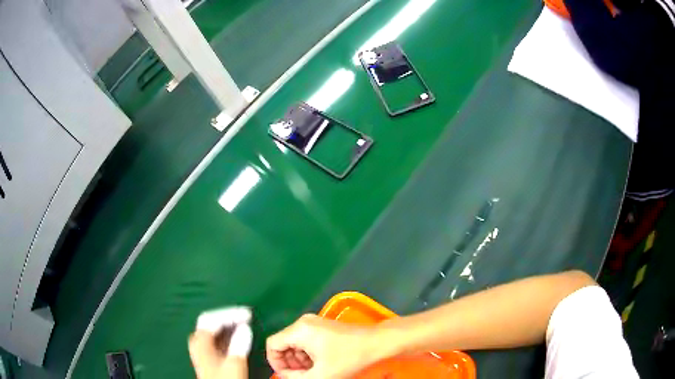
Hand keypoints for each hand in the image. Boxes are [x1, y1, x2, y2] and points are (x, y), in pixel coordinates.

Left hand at [189, 307, 252, 378]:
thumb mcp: (234, 363)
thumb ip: (239, 343)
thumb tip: (245, 327)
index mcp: (200, 340)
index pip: (213, 318)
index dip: (231, 314)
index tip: (248, 314)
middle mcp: (197, 340)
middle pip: (211, 321)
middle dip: (229, 317)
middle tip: (247, 316)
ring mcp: (201, 347)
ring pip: (214, 329)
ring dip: (229, 324)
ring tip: (245, 323)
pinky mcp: (207, 353)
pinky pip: (216, 337)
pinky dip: (228, 333)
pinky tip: (238, 335)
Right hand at [266, 314, 383, 378]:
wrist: (376, 343)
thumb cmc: (348, 358)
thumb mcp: (320, 374)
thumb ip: (296, 378)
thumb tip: (285, 376)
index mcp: (299, 330)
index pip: (272, 344)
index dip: (275, 362)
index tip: (286, 375)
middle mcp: (303, 322)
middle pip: (283, 343)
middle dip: (289, 362)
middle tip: (300, 376)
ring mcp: (314, 322)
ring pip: (295, 343)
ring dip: (299, 359)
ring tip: (311, 371)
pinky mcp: (323, 326)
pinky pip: (306, 340)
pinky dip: (308, 353)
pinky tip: (319, 364)